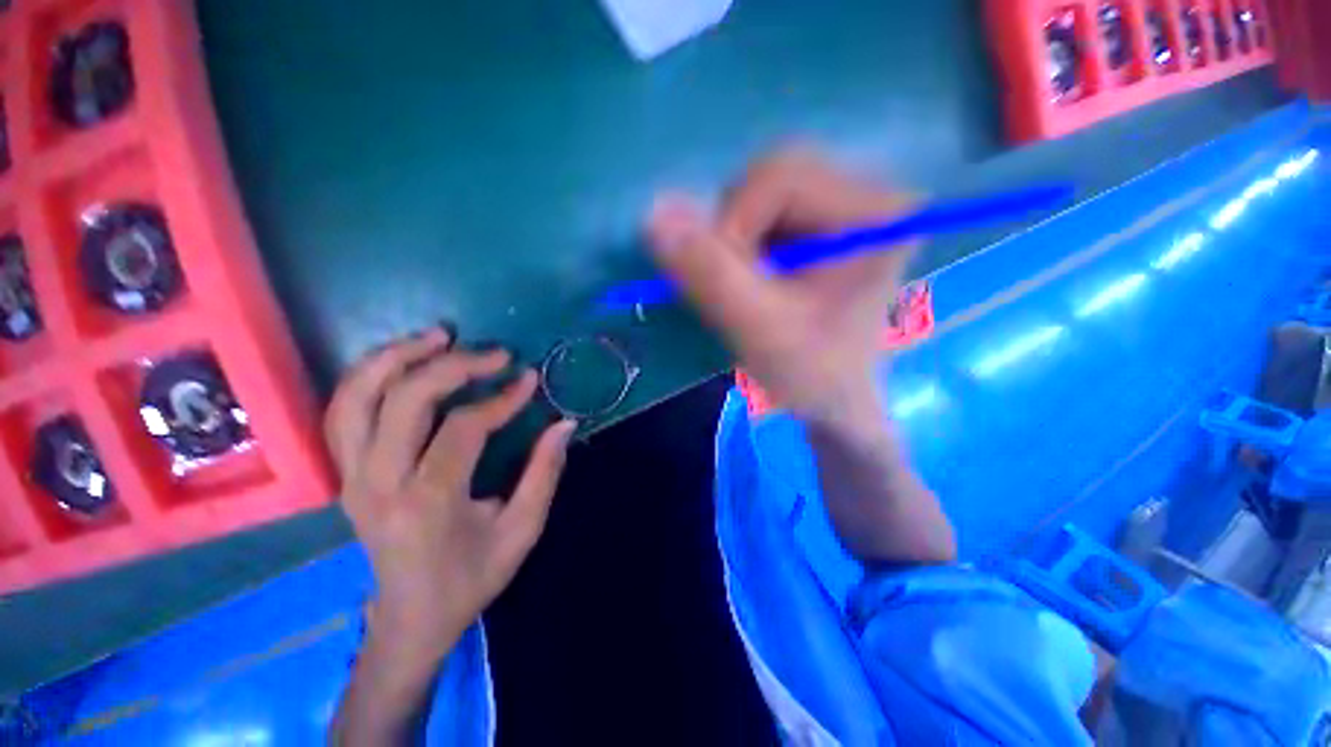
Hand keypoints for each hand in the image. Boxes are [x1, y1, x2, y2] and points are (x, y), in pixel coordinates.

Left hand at [324, 328, 576, 656]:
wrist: (410, 618)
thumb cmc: (471, 578)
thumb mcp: (522, 531)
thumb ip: (544, 473)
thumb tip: (564, 424)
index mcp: (428, 502)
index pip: (463, 428)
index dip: (501, 399)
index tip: (529, 381)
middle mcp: (379, 483)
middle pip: (404, 400)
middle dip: (454, 366)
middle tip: (494, 353)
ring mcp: (352, 476)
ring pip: (356, 396)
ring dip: (397, 356)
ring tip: (438, 335)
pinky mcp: (345, 473)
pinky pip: (343, 410)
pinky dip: (369, 375)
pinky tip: (402, 359)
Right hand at [647, 151, 916, 426]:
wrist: (833, 397)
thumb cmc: (811, 372)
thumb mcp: (759, 329)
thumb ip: (709, 273)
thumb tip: (653, 212)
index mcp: (874, 212)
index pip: (780, 176)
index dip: (733, 226)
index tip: (732, 286)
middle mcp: (868, 192)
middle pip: (771, 175)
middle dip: (733, 234)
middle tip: (739, 288)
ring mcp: (846, 202)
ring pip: (760, 191)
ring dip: (734, 241)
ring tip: (750, 289)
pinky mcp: (823, 219)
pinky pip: (762, 209)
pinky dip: (740, 244)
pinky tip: (754, 280)